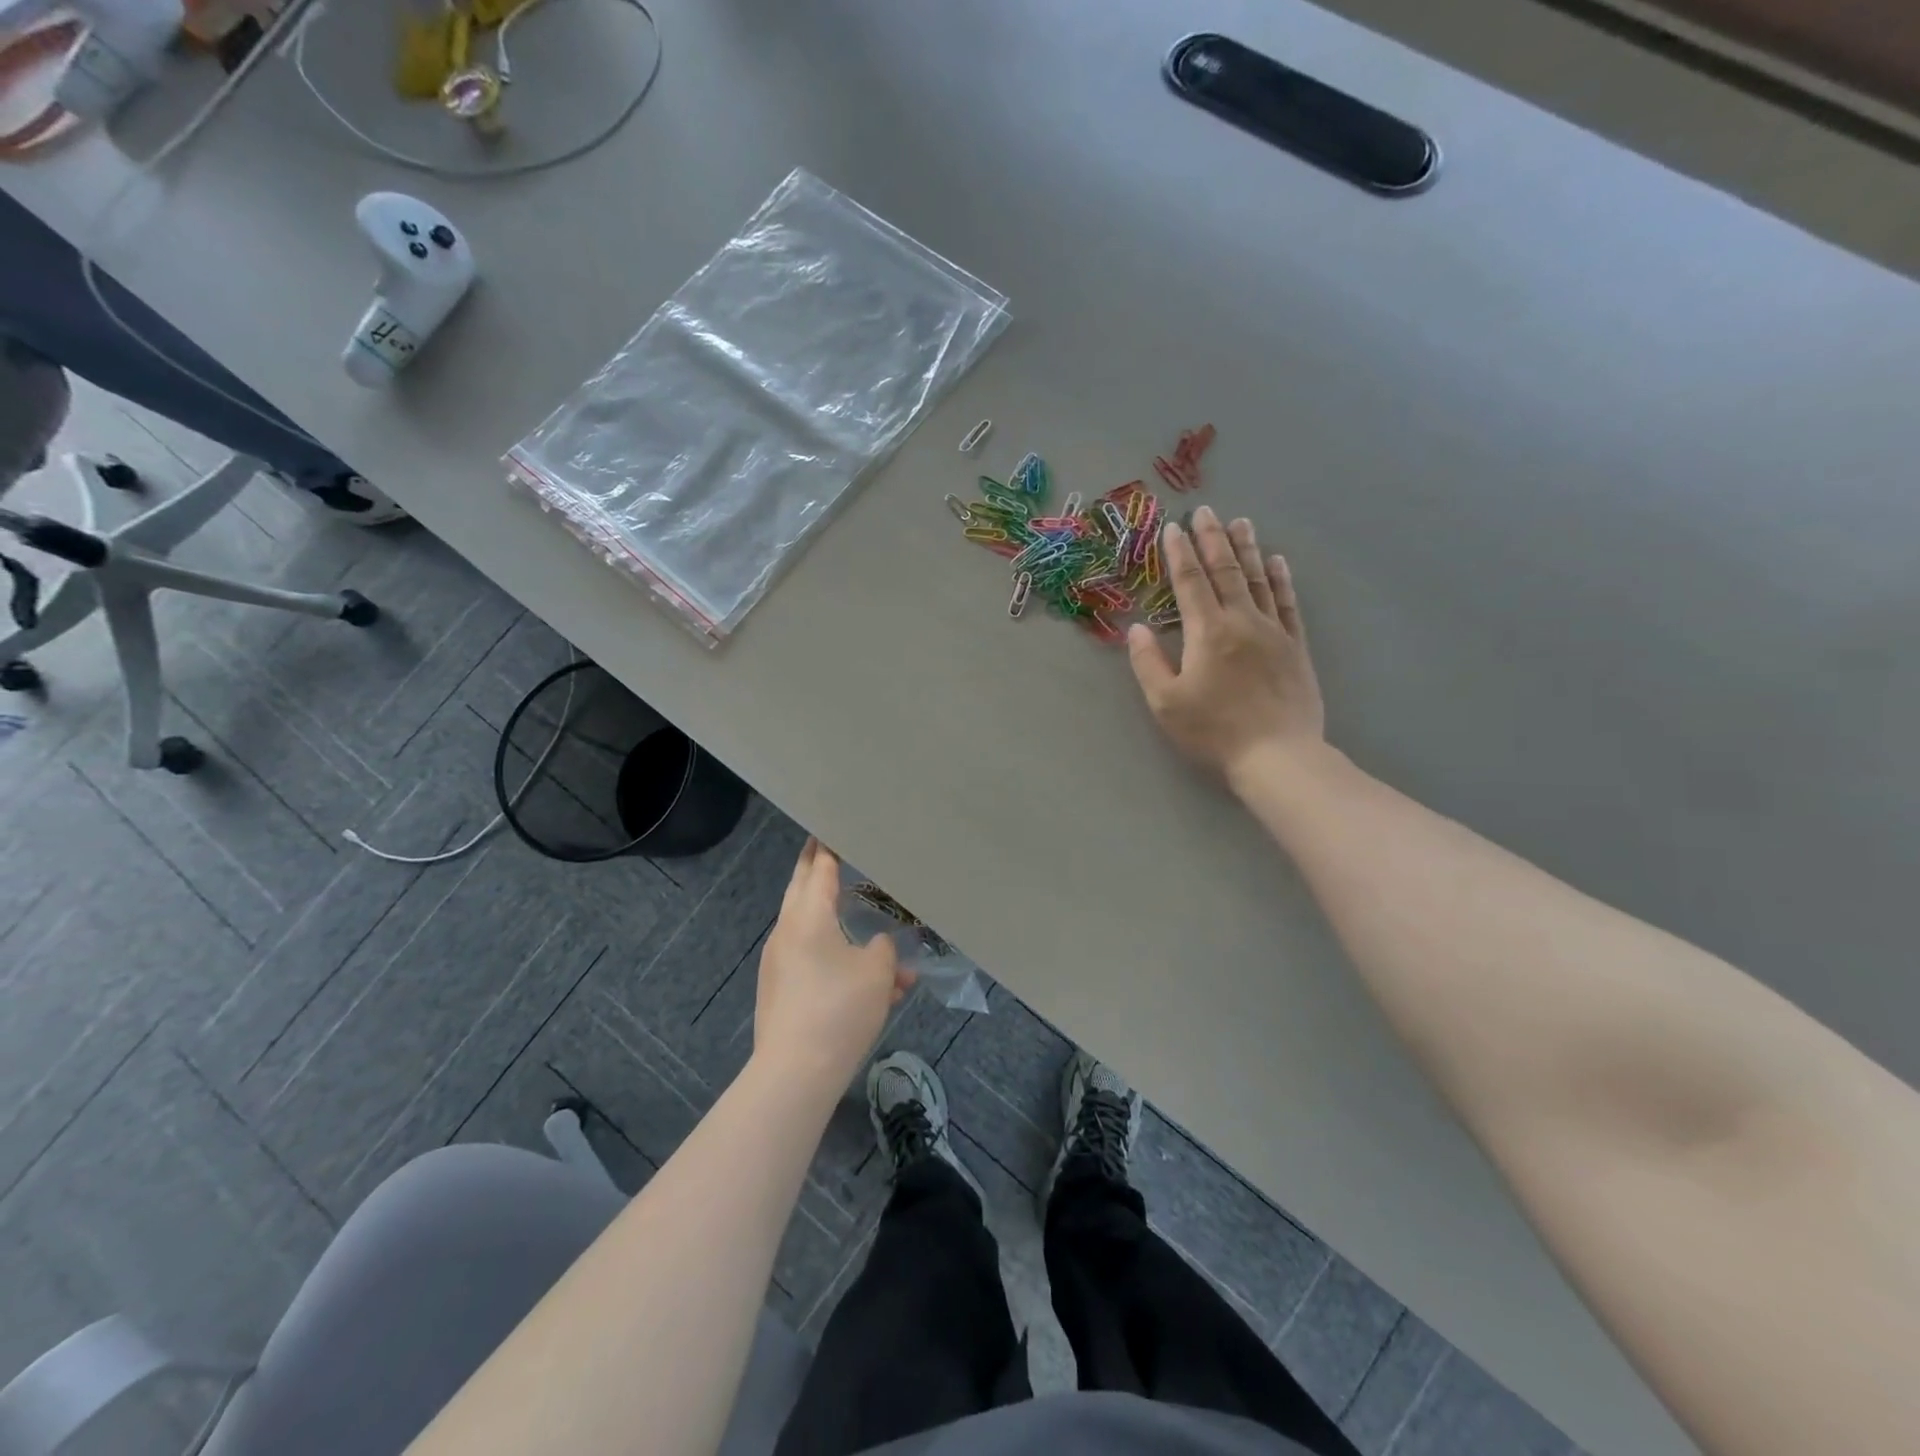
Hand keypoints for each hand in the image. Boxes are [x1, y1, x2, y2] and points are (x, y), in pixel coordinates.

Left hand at [754, 839, 913, 1087]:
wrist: (795, 1073)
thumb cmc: (839, 1009)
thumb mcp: (877, 973)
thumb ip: (884, 950)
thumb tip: (879, 946)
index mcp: (808, 917)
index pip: (819, 869)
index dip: (827, 847)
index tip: (831, 826)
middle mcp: (787, 932)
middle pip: (802, 889)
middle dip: (816, 868)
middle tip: (827, 847)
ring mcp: (779, 963)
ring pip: (810, 928)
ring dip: (834, 919)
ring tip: (859, 914)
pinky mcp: (781, 991)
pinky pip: (811, 960)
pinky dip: (834, 956)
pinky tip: (868, 981)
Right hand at [1127, 506, 1325, 783]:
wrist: (1278, 754)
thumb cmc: (1214, 731)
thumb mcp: (1166, 702)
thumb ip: (1148, 662)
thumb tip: (1137, 628)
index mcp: (1207, 632)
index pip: (1191, 583)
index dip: (1179, 554)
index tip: (1173, 528)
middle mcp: (1242, 621)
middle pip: (1226, 571)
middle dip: (1213, 539)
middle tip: (1206, 511)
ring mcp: (1274, 631)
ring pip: (1258, 580)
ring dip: (1247, 549)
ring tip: (1240, 523)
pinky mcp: (1296, 646)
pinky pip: (1288, 603)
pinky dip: (1280, 579)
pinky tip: (1277, 562)